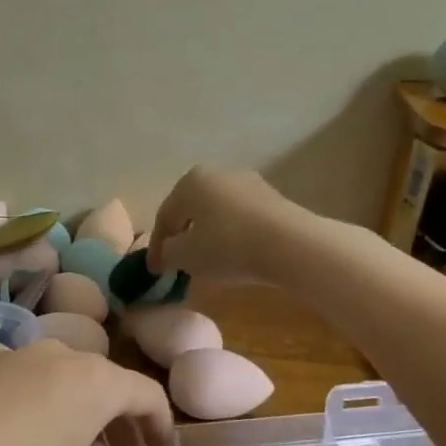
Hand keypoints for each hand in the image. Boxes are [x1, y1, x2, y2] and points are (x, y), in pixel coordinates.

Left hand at [0, 339, 176, 445]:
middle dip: (121, 421)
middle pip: (106, 382)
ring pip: (65, 379)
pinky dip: (43, 405)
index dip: (162, 427)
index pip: (148, 393)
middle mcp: (58, 354)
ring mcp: (12, 355)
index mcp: (94, 379)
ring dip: (81, 413)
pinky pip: (27, 380)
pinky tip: (22, 438)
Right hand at [146, 166, 312, 285]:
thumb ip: (168, 253)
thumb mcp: (185, 256)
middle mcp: (218, 174)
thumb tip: (168, 251)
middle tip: (177, 263)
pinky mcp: (273, 199)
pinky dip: (231, 236)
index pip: (164, 216)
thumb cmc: (227, 246)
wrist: (290, 244)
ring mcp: (248, 183)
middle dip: (182, 237)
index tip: (154, 271)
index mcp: (190, 182)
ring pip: (217, 214)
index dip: (156, 247)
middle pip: (191, 211)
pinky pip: (240, 219)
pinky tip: (233, 256)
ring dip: (207, 236)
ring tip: (205, 262)